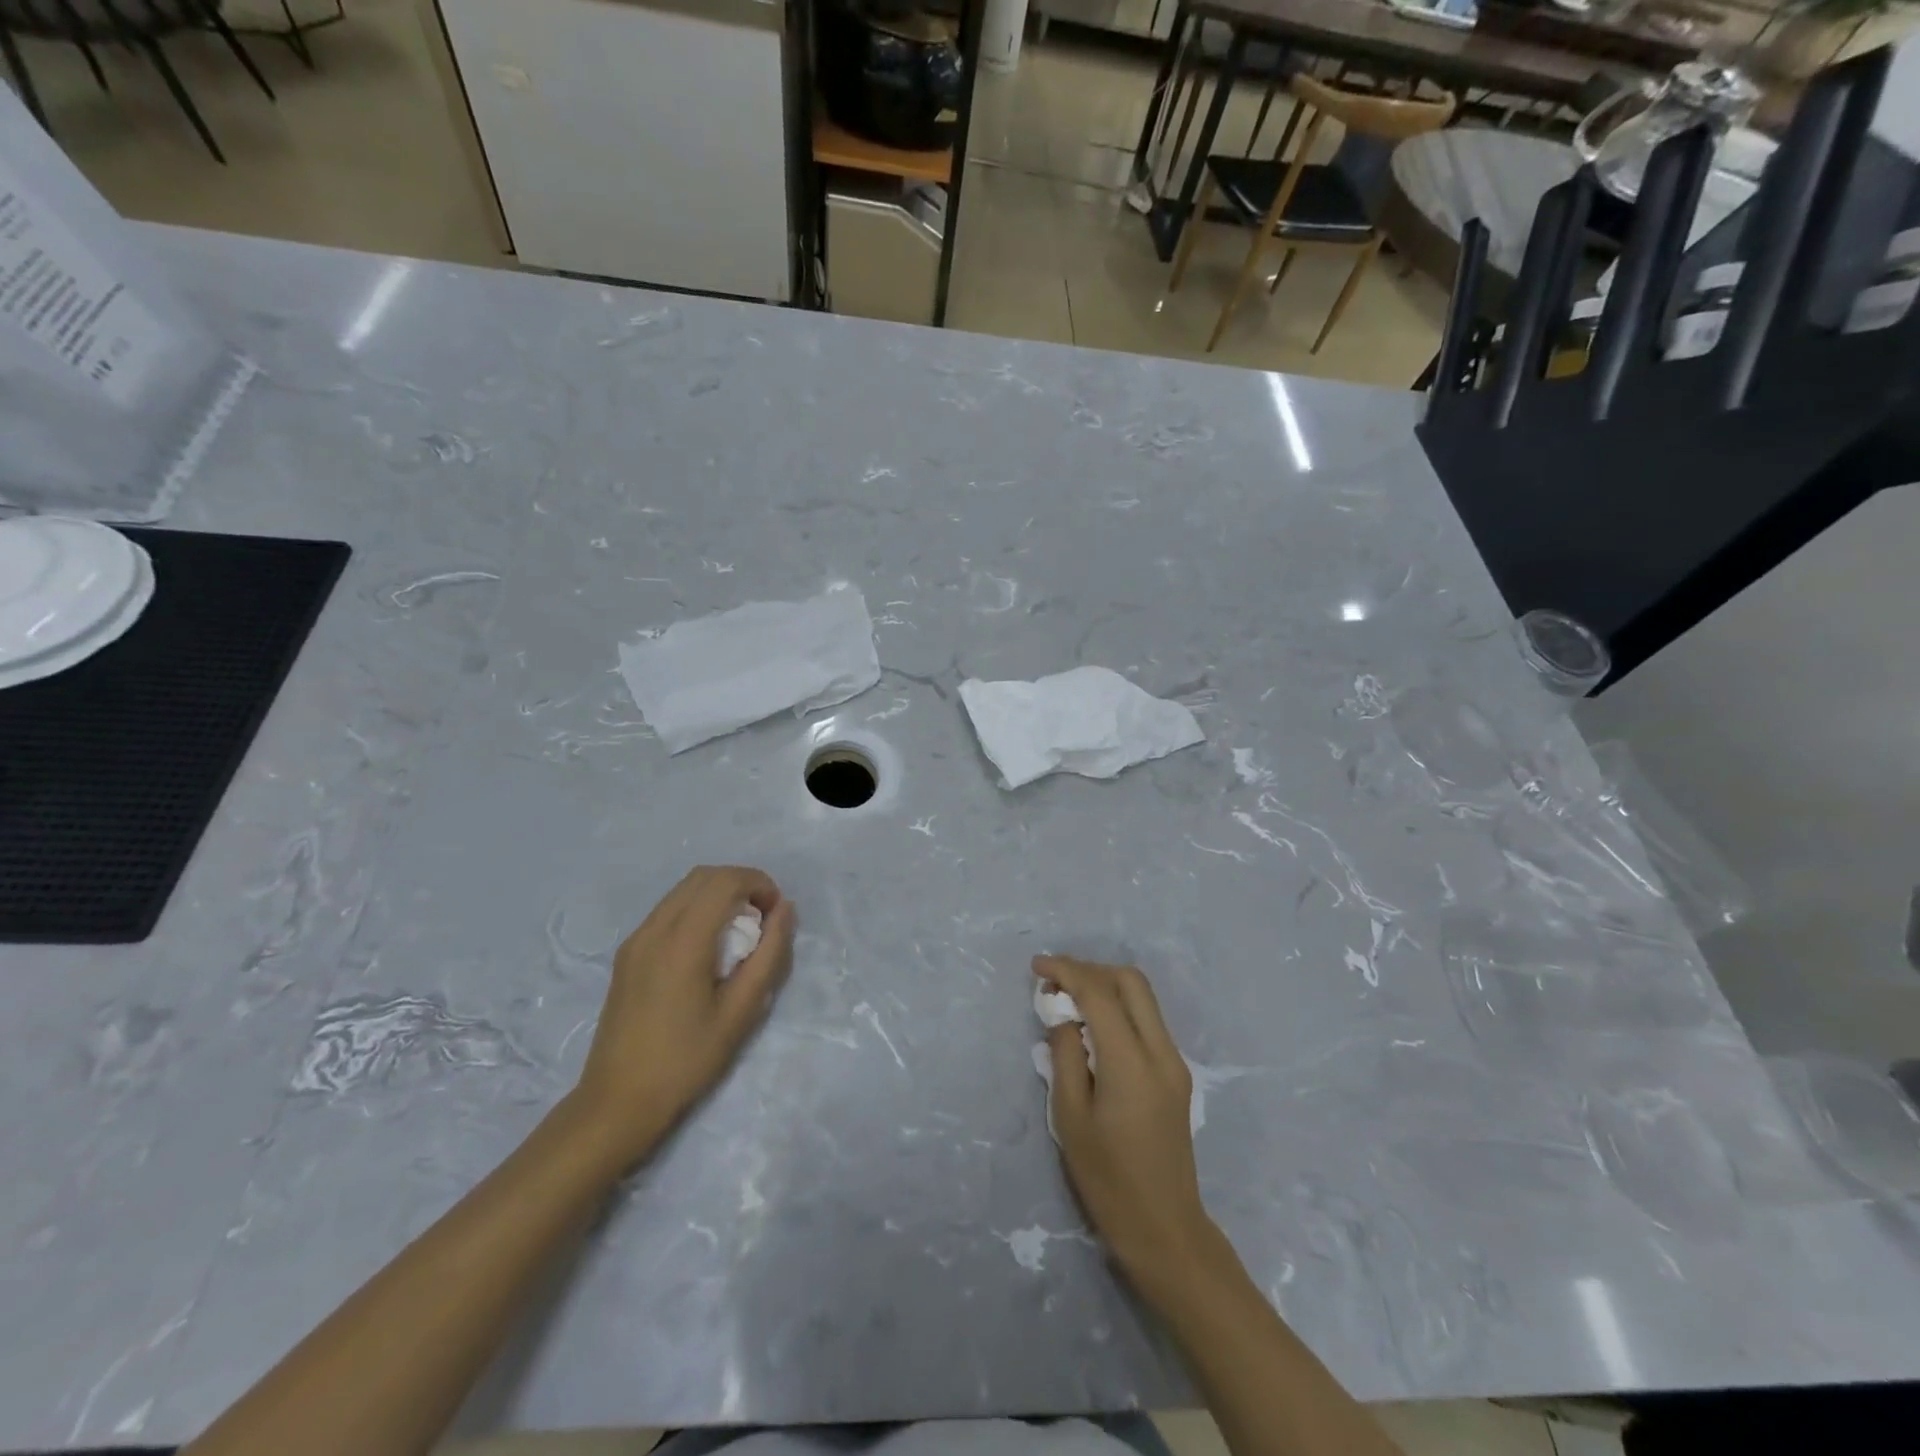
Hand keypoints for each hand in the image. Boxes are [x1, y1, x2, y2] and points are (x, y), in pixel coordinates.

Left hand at [570, 866, 795, 1170]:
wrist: (618, 1102)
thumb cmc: (687, 1061)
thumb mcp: (741, 1012)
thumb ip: (769, 955)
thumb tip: (785, 910)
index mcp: (682, 942)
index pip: (725, 881)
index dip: (759, 884)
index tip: (777, 913)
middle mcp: (654, 929)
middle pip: (703, 876)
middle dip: (741, 883)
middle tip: (763, 918)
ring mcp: (636, 939)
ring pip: (683, 889)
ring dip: (718, 894)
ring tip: (739, 932)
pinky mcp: (628, 954)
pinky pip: (668, 910)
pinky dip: (697, 909)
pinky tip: (709, 947)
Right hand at [1033, 954, 1221, 1296]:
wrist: (1164, 1229)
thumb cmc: (1108, 1179)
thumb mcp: (1070, 1116)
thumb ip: (1065, 1055)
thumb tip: (1064, 1016)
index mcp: (1132, 1063)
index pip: (1100, 993)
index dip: (1067, 971)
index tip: (1036, 967)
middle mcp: (1161, 1052)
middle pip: (1131, 982)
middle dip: (1090, 970)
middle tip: (1055, 982)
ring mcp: (1174, 1062)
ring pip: (1143, 998)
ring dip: (1105, 986)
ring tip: (1068, 1000)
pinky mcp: (1176, 1074)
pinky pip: (1147, 1020)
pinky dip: (1119, 1008)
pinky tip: (1092, 1026)